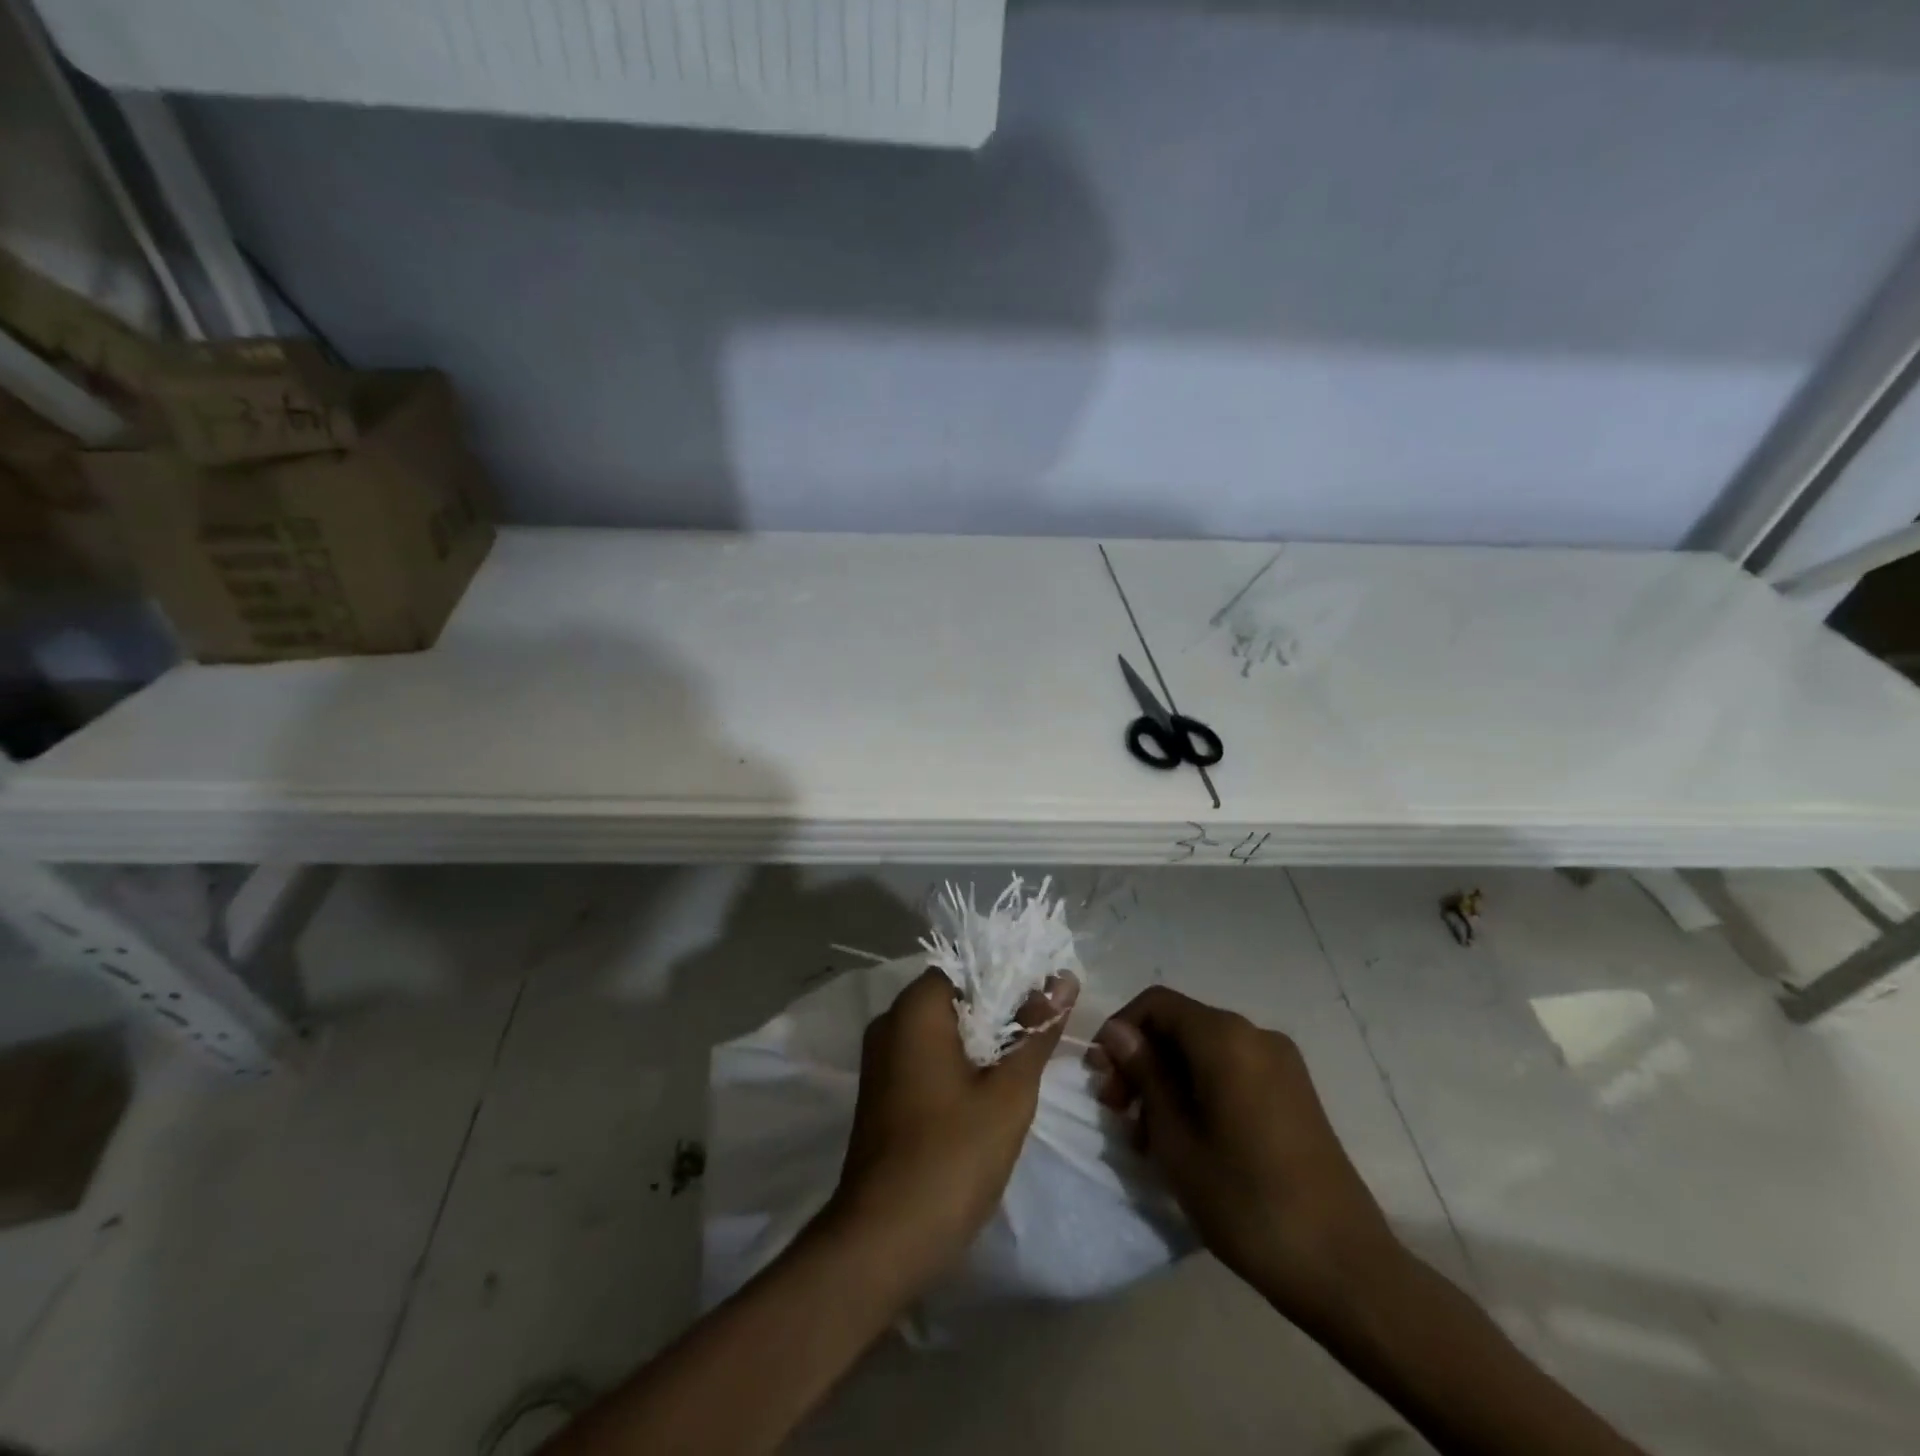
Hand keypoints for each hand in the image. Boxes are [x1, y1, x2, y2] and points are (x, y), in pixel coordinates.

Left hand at [826, 967, 1077, 1287]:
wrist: (883, 1240)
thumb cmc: (952, 1155)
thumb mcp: (1008, 1092)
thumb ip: (1036, 1031)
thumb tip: (1063, 978)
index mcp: (915, 1009)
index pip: (968, 968)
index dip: (1010, 979)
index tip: (1046, 1000)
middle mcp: (890, 1022)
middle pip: (956, 998)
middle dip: (1000, 1012)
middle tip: (1043, 1034)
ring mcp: (881, 1060)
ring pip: (942, 1031)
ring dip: (982, 1042)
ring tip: (1025, 1062)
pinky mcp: (882, 1093)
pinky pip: (926, 1058)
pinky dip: (958, 1065)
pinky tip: (990, 1092)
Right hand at [1092, 987, 1405, 1331]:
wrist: (1342, 1266)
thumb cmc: (1244, 1199)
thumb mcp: (1176, 1138)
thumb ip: (1145, 1074)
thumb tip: (1118, 1031)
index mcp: (1224, 1037)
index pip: (1156, 1004)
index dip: (1121, 1031)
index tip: (1102, 1078)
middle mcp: (1255, 1035)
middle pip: (1181, 1027)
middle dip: (1142, 1061)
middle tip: (1118, 1113)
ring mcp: (1281, 1064)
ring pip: (1204, 1052)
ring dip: (1168, 1082)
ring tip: (1147, 1138)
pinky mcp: (1295, 1093)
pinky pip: (1232, 1072)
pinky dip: (1200, 1091)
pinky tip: (1188, 1139)